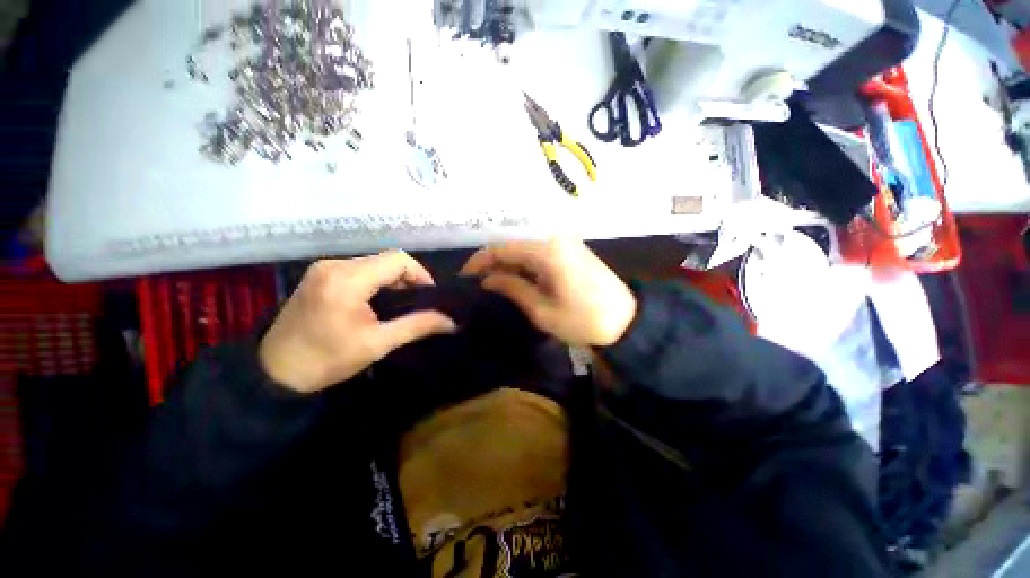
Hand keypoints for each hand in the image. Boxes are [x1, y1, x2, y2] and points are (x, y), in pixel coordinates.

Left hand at [259, 252, 456, 393]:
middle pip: (386, 259)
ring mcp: (323, 268)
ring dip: (392, 280)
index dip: (421, 275)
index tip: (429, 298)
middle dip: (407, 279)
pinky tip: (377, 302)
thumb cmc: (327, 360)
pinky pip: (359, 269)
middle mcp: (334, 265)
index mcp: (348, 279)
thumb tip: (452, 322)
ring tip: (399, 305)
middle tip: (416, 305)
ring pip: (373, 263)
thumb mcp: (377, 344)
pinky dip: (375, 281)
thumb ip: (417, 326)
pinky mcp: (319, 275)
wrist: (274, 373)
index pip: (398, 260)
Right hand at [461, 239, 636, 346]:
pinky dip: (525, 265)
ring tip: (493, 284)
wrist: (628, 321)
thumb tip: (488, 280)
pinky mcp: (572, 250)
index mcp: (546, 250)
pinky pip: (540, 252)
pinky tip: (517, 279)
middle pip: (513, 245)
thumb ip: (512, 288)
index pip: (502, 247)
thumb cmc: (584, 321)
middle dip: (493, 263)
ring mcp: (566, 242)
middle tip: (478, 283)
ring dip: (509, 264)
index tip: (465, 277)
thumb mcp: (542, 310)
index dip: (479, 261)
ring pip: (526, 248)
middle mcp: (555, 238)